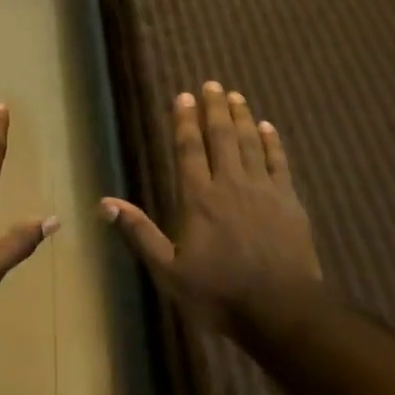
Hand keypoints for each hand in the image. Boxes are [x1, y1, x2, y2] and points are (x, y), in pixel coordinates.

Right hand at [102, 82, 321, 337]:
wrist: (281, 310)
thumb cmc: (218, 293)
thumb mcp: (168, 271)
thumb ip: (140, 233)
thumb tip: (105, 203)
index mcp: (198, 199)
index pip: (189, 150)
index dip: (185, 121)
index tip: (184, 96)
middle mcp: (230, 185)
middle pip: (221, 137)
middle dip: (215, 109)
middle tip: (212, 84)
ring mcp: (264, 191)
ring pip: (251, 144)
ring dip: (242, 117)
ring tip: (236, 96)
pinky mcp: (289, 202)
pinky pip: (279, 162)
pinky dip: (272, 143)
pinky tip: (268, 128)